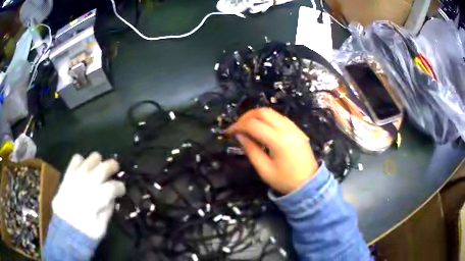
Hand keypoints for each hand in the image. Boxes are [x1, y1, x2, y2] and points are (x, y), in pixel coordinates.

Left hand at [52, 152, 125, 239]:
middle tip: (116, 169)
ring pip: (90, 160)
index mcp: (96, 199)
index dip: (120, 187)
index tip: (122, 191)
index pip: (113, 187)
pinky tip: (84, 168)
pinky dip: (82, 161)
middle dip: (112, 166)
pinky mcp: (67, 176)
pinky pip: (75, 160)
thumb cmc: (86, 232)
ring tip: (100, 166)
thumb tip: (112, 197)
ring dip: (98, 161)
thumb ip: (108, 210)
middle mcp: (87, 185)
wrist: (65, 229)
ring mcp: (76, 178)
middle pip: (103, 168)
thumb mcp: (102, 228)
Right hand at [227, 108, 318, 194]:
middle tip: (237, 127)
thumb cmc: (285, 180)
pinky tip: (261, 128)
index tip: (229, 132)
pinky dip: (267, 118)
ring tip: (247, 127)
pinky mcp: (297, 129)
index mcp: (278, 140)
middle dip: (246, 117)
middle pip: (262, 112)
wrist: (309, 184)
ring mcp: (293, 127)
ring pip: (271, 112)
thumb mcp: (264, 170)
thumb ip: (250, 150)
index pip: (253, 124)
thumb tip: (239, 135)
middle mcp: (287, 128)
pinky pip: (279, 117)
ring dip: (256, 116)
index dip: (238, 126)